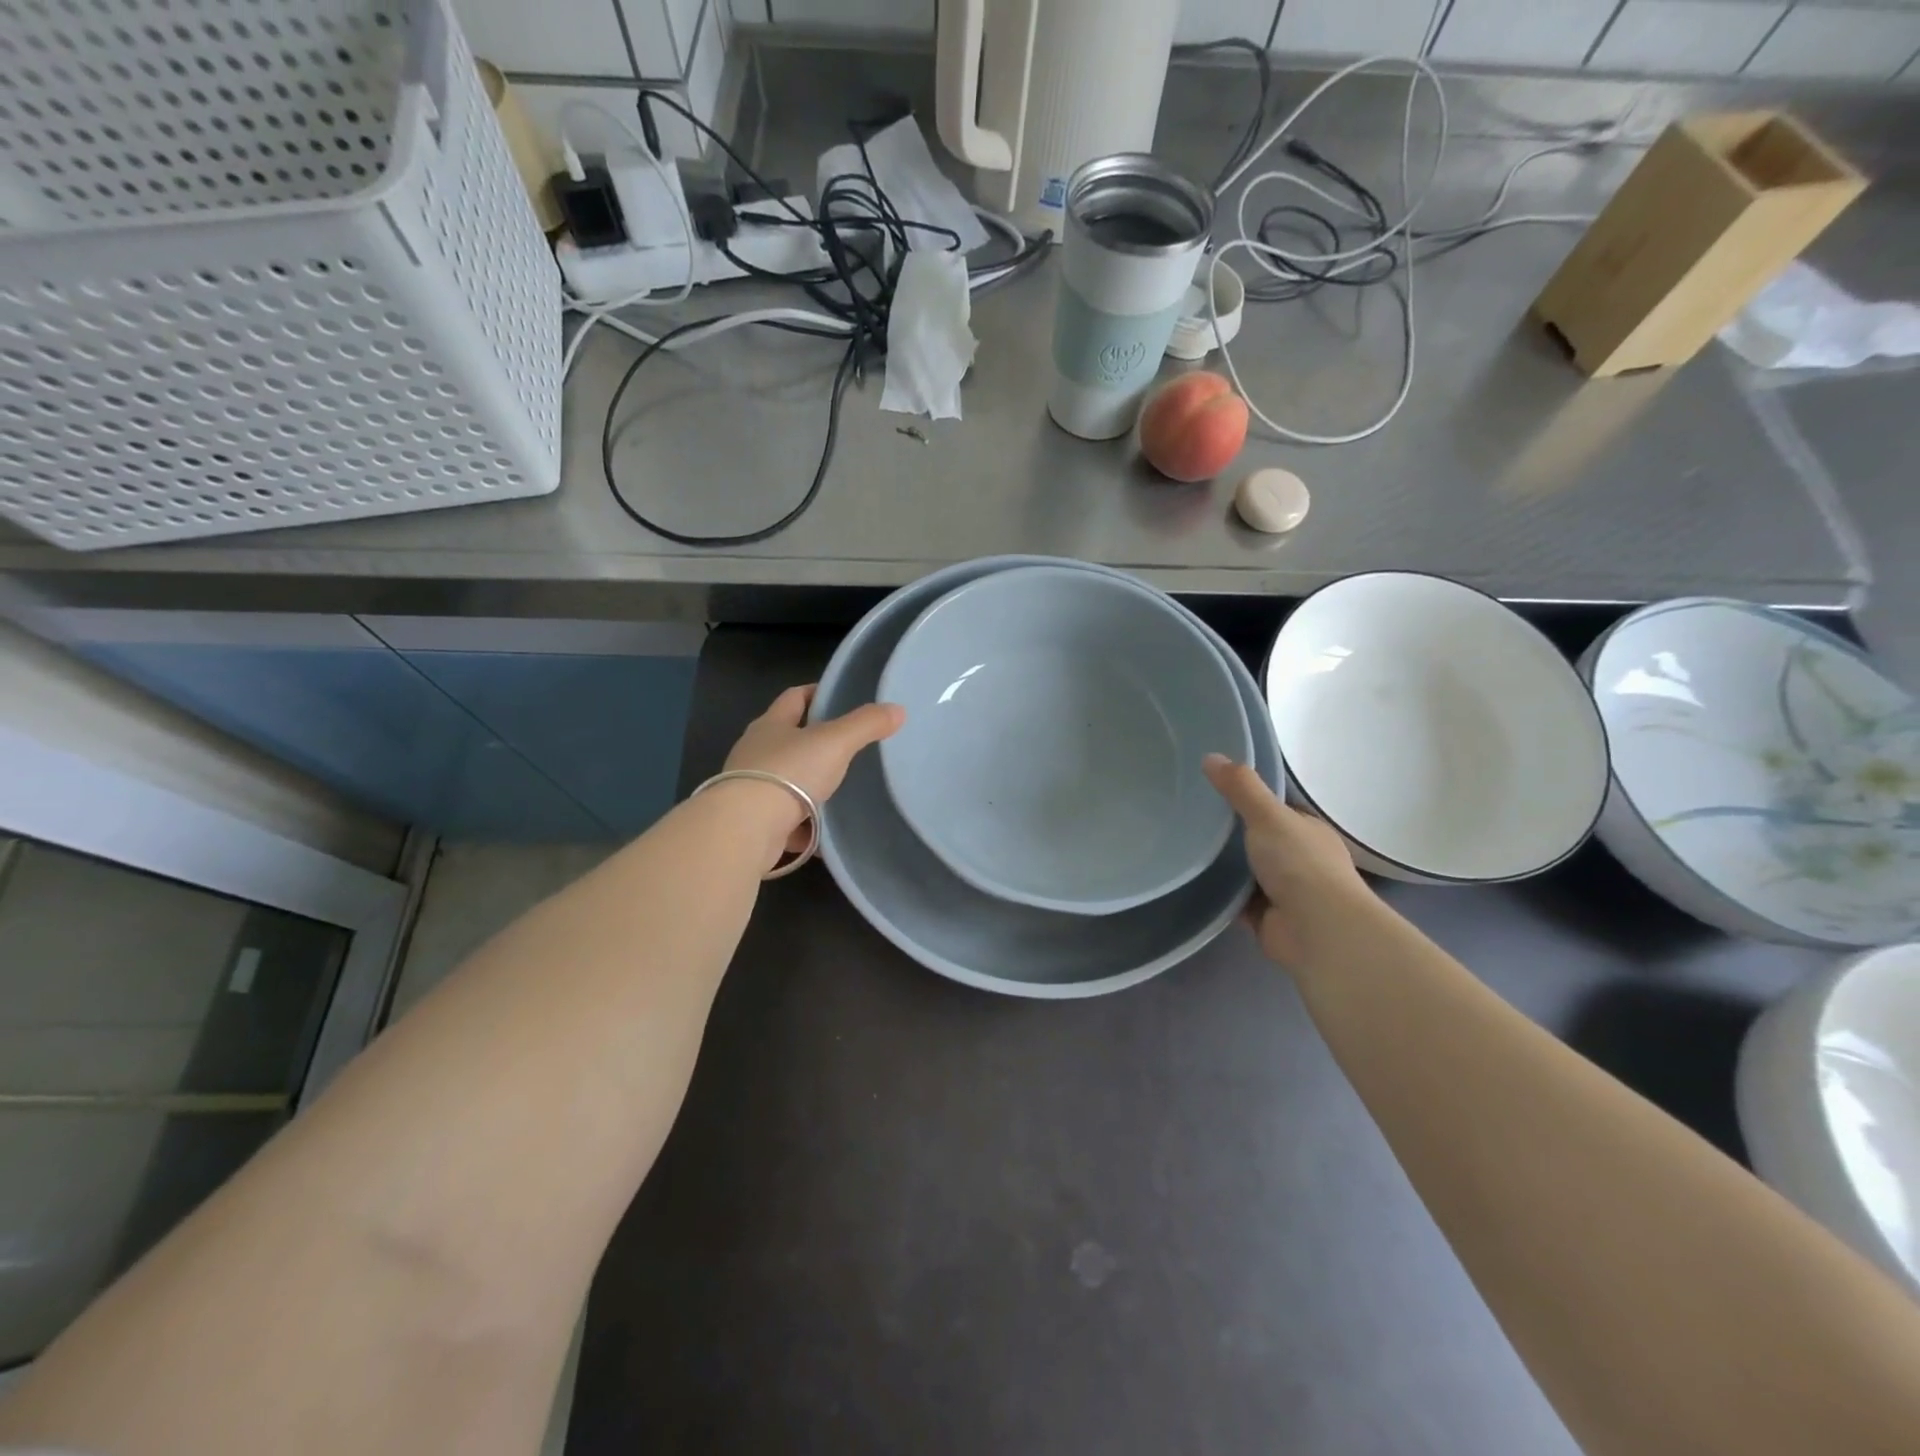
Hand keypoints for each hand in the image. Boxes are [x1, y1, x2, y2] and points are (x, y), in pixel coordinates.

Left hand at [722, 685, 904, 856]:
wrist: (747, 828)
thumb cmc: (789, 773)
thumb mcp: (835, 742)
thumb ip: (866, 725)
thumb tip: (898, 710)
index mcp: (770, 725)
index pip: (794, 697)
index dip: (816, 693)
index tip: (838, 697)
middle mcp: (755, 753)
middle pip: (787, 740)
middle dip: (813, 743)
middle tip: (847, 747)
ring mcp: (751, 789)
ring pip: (786, 782)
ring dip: (808, 787)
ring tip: (839, 791)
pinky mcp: (753, 822)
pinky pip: (785, 820)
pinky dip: (803, 826)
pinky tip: (824, 833)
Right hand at [1203, 753, 1374, 965]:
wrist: (1316, 929)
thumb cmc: (1299, 864)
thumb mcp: (1268, 815)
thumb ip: (1241, 788)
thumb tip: (1210, 756)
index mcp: (1308, 831)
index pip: (1276, 809)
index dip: (1248, 798)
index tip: (1212, 789)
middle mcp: (1299, 859)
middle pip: (1259, 840)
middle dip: (1231, 833)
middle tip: (1189, 816)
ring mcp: (1285, 891)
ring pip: (1246, 871)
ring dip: (1223, 865)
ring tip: (1182, 846)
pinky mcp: (1266, 918)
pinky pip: (1236, 900)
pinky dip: (1219, 893)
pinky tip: (1191, 881)